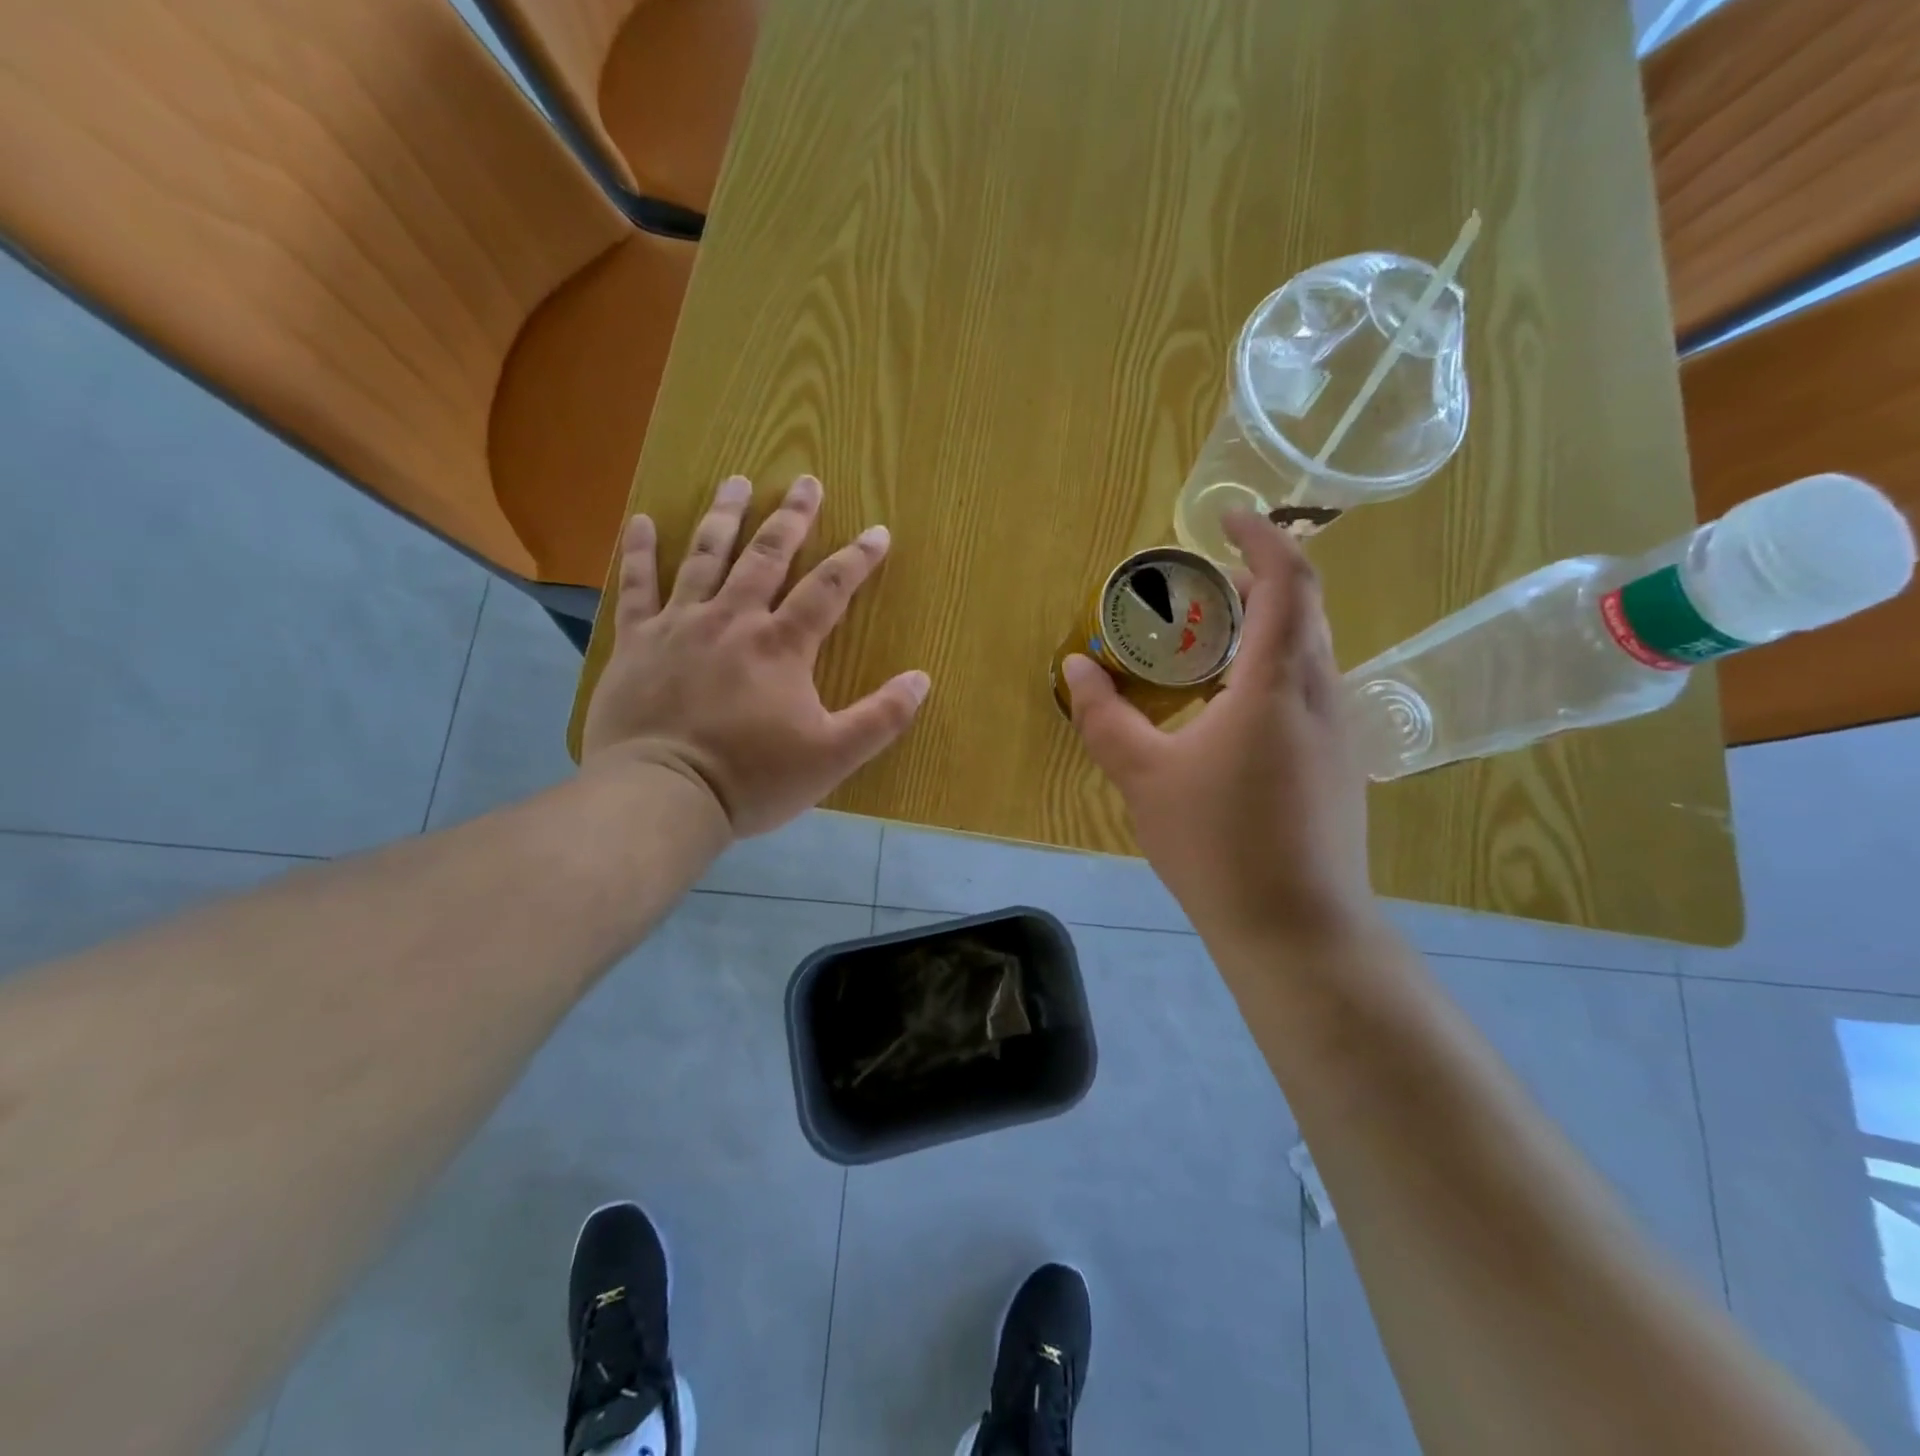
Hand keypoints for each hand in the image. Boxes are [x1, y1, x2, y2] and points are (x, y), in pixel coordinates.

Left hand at [580, 474, 930, 836]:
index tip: (878, 532)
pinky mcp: (637, 641)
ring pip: (705, 556)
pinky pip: (637, 586)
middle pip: (767, 555)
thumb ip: (881, 717)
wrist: (662, 795)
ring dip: (725, 516)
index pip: (828, 588)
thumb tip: (921, 679)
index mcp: (782, 645)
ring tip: (738, 482)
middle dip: (792, 518)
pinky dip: (638, 551)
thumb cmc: (752, 778)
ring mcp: (680, 625)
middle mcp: (733, 619)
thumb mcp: (832, 756)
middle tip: (807, 482)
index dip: (857, 558)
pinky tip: (640, 520)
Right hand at [1062, 511, 1374, 945]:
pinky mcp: (1341, 762)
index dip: (1263, 535)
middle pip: (1305, 607)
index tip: (1226, 516)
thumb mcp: (1143, 777)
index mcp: (1275, 684)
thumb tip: (1075, 666)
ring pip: (1310, 649)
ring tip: (1209, 640)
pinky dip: (1274, 667)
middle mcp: (1320, 692)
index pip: (1287, 580)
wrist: (1297, 928)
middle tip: (1202, 582)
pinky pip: (1310, 687)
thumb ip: (1104, 716)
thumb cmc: (1216, 845)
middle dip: (1259, 578)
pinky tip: (1232, 706)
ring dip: (1268, 625)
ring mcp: (1340, 729)